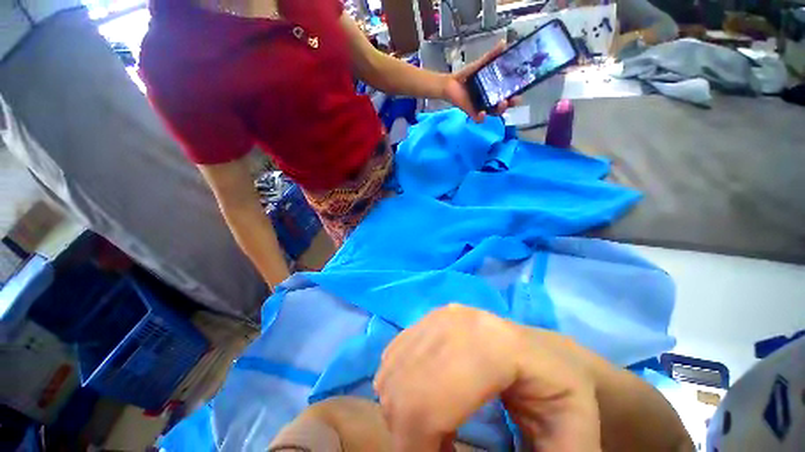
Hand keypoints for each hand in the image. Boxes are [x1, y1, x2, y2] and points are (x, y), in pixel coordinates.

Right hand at [374, 304, 601, 451]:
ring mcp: (438, 315)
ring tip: (435, 426)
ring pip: (392, 374)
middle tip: (438, 449)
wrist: (544, 354)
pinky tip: (425, 398)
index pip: (430, 402)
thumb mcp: (571, 442)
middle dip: (408, 435)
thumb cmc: (560, 394)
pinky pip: (392, 360)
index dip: (420, 448)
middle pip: (404, 388)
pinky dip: (399, 390)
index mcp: (493, 345)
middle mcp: (456, 321)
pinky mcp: (427, 318)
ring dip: (403, 413)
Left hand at [442, 41, 520, 122]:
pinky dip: (481, 118)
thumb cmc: (466, 75)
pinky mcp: (472, 113)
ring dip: (500, 110)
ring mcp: (481, 107)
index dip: (515, 95)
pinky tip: (483, 113)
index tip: (520, 92)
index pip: (508, 94)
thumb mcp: (480, 64)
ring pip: (494, 113)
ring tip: (502, 103)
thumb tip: (504, 43)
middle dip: (510, 104)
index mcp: (494, 90)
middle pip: (504, 105)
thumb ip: (491, 56)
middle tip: (512, 99)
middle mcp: (490, 100)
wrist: (450, 83)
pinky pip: (479, 119)